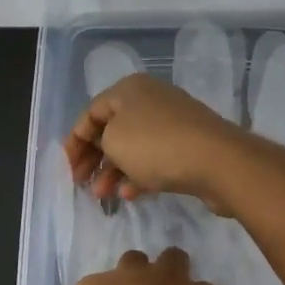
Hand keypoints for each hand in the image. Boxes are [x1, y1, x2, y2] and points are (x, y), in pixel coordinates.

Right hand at [63, 73, 249, 214]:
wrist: (217, 161)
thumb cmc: (156, 145)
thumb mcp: (113, 139)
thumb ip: (99, 140)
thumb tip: (108, 144)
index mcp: (129, 89)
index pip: (91, 112)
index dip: (75, 140)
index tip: (67, 168)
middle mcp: (150, 100)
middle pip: (112, 129)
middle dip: (94, 158)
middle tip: (81, 184)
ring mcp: (172, 123)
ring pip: (133, 147)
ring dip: (113, 171)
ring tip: (102, 195)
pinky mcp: (188, 146)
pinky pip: (155, 160)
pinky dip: (138, 175)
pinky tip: (129, 195)